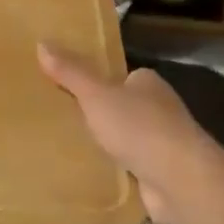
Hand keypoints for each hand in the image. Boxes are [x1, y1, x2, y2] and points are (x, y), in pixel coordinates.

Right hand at [37, 44, 212, 223]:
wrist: (181, 181)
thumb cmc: (139, 127)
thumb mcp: (96, 95)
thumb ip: (71, 72)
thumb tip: (42, 42)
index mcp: (148, 84)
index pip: (122, 78)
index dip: (100, 84)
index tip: (74, 93)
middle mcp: (161, 111)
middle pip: (126, 109)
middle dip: (104, 118)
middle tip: (68, 123)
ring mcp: (165, 146)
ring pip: (131, 142)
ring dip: (112, 149)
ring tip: (76, 153)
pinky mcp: (164, 178)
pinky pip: (134, 172)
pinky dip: (120, 175)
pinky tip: (97, 180)